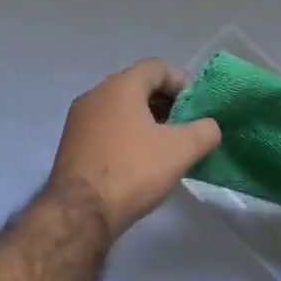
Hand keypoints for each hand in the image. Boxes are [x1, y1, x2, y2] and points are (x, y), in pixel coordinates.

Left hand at [48, 60, 221, 235]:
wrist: (80, 213)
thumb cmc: (133, 171)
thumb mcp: (182, 150)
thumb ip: (205, 131)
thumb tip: (209, 127)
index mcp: (120, 86)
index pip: (157, 67)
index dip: (183, 82)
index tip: (197, 108)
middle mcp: (95, 95)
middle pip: (138, 86)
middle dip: (166, 103)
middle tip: (186, 127)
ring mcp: (79, 120)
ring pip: (121, 108)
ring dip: (147, 121)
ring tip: (166, 147)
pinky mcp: (71, 144)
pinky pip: (106, 128)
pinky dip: (127, 135)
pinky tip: (140, 161)